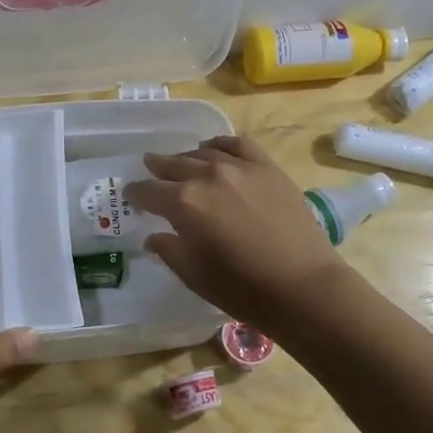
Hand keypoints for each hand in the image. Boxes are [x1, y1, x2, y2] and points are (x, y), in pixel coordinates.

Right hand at [123, 136, 347, 331]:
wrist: (302, 285)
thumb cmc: (242, 288)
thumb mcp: (194, 275)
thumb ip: (170, 250)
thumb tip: (154, 236)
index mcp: (183, 203)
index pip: (149, 191)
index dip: (136, 194)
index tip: (130, 195)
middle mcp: (207, 176)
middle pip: (174, 166)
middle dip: (158, 169)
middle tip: (150, 170)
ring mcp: (240, 168)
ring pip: (204, 153)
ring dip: (187, 158)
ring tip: (180, 163)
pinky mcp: (268, 168)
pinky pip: (238, 145)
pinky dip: (220, 144)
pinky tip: (215, 149)